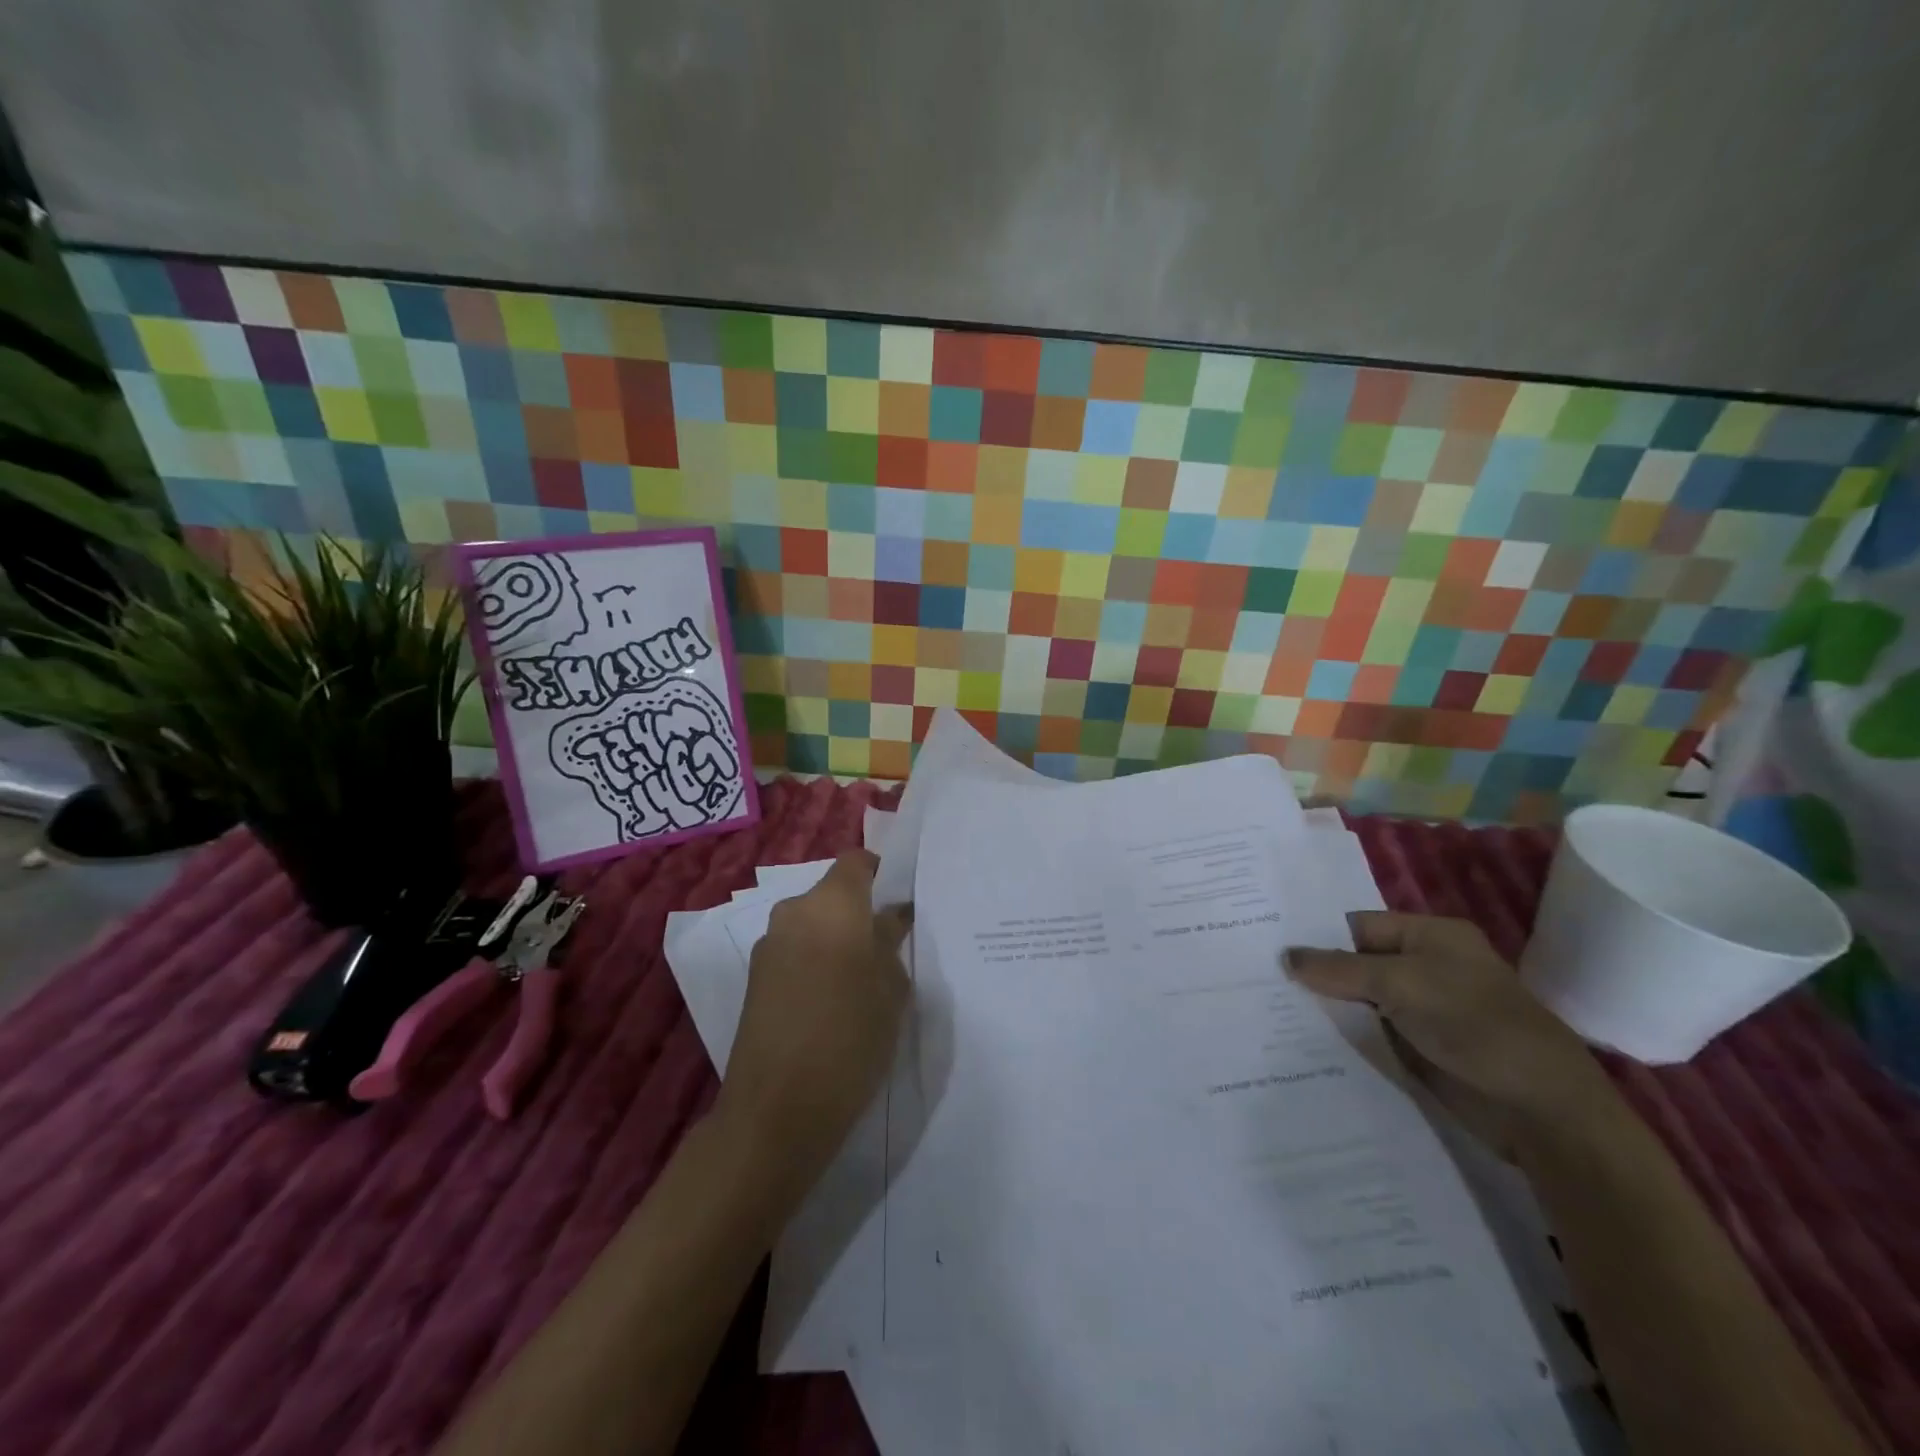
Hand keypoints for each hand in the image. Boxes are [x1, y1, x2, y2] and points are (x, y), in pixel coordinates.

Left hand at [715, 850, 911, 1192]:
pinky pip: (795, 952)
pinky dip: (815, 962)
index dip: (882, 874)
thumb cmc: (850, 1038)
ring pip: (813, 925)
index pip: (857, 861)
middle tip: (889, 948)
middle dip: (860, 913)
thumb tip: (890, 917)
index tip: (902, 901)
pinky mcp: (754, 978)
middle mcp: (794, 912)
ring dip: (836, 940)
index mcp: (832, 904)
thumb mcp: (891, 989)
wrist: (777, 1110)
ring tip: (862, 981)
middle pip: (833, 895)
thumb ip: (891, 942)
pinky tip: (832, 1002)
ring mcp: (769, 946)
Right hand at [1287, 912, 1619, 1156]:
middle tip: (1257, 975)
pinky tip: (1299, 1038)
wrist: (1541, 1111)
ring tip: (1266, 1007)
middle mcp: (1425, 967)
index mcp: (1430, 936)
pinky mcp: (1418, 1049)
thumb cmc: (1475, 1026)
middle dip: (1315, 972)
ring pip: (1359, 1000)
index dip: (1316, 935)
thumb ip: (1341, 969)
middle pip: (1356, 962)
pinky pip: (1370, 1034)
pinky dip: (1341, 1036)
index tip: (1267, 944)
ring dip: (1324, 1006)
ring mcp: (1421, 1011)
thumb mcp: (1402, 984)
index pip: (1358, 925)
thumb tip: (1286, 957)